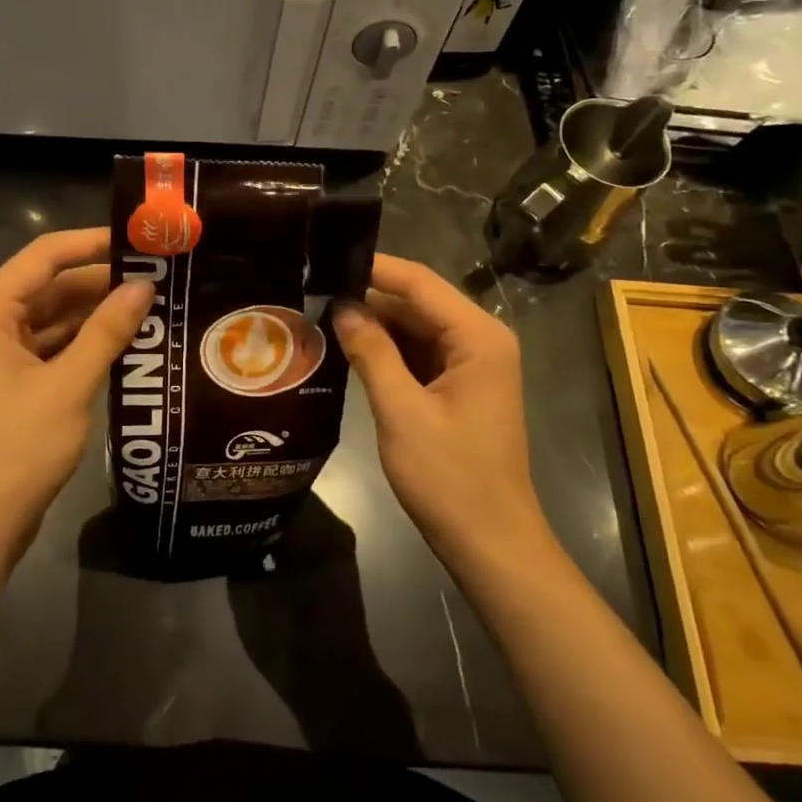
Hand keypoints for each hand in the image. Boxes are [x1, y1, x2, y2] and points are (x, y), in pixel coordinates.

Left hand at [0, 228, 152, 560]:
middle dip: (102, 281)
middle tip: (159, 277)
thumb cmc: (17, 447)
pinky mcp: (13, 379)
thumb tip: (144, 287)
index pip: (45, 255)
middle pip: (51, 284)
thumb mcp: (69, 385)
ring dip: (97, 312)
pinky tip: (128, 341)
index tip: (141, 242)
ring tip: (153, 305)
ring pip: (55, 316)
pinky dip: (86, 341)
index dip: (93, 243)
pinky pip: (53, 345)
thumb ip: (107, 331)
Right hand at [333, 254, 553, 573]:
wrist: (489, 541)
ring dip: (373, 325)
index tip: (324, 259)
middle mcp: (479, 340)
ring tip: (318, 313)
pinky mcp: (458, 387)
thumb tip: (341, 307)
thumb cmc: (450, 476)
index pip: (419, 282)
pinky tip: (346, 348)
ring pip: (415, 328)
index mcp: (477, 336)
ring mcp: (471, 365)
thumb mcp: (401, 411)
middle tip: (311, 289)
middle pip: (417, 302)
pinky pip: (417, 355)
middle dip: (367, 298)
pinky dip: (386, 351)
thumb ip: (371, 352)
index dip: (372, 268)